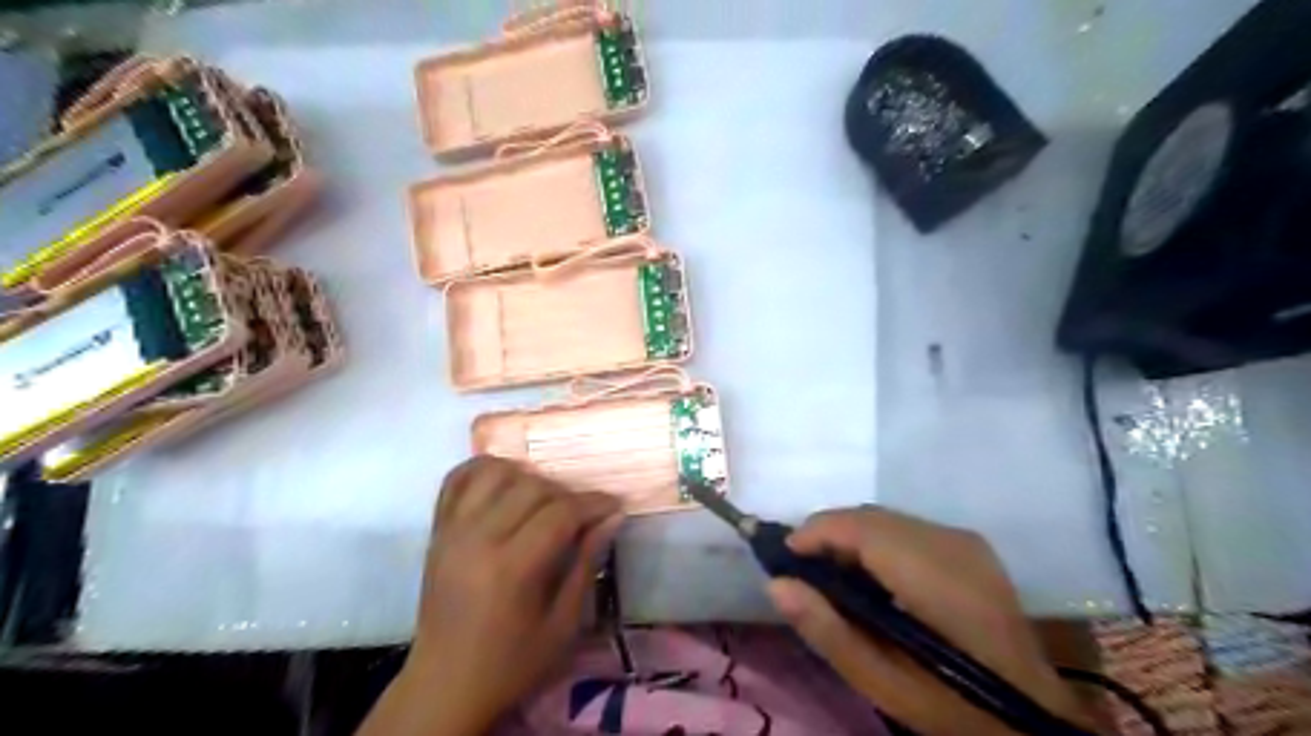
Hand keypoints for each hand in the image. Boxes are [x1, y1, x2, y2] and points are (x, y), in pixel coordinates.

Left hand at [355, 456, 623, 731]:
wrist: (445, 685)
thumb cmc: (512, 663)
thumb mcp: (563, 625)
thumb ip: (586, 564)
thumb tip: (612, 517)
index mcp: (512, 568)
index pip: (561, 512)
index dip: (594, 503)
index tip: (614, 505)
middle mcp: (478, 539)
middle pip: (532, 486)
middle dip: (567, 493)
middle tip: (582, 513)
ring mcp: (452, 530)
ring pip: (495, 472)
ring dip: (527, 477)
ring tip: (543, 499)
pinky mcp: (436, 530)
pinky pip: (457, 479)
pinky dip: (484, 470)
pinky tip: (505, 483)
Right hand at [765, 508, 1093, 735]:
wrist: (1030, 716)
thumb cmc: (951, 705)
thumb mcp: (882, 682)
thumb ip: (827, 630)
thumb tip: (777, 584)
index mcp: (934, 574)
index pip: (861, 527)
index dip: (816, 532)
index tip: (784, 559)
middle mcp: (951, 541)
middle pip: (871, 517)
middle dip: (829, 534)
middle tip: (803, 572)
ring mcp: (965, 540)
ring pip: (887, 519)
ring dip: (851, 537)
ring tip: (832, 576)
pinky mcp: (970, 545)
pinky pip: (907, 528)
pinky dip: (877, 542)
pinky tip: (871, 577)